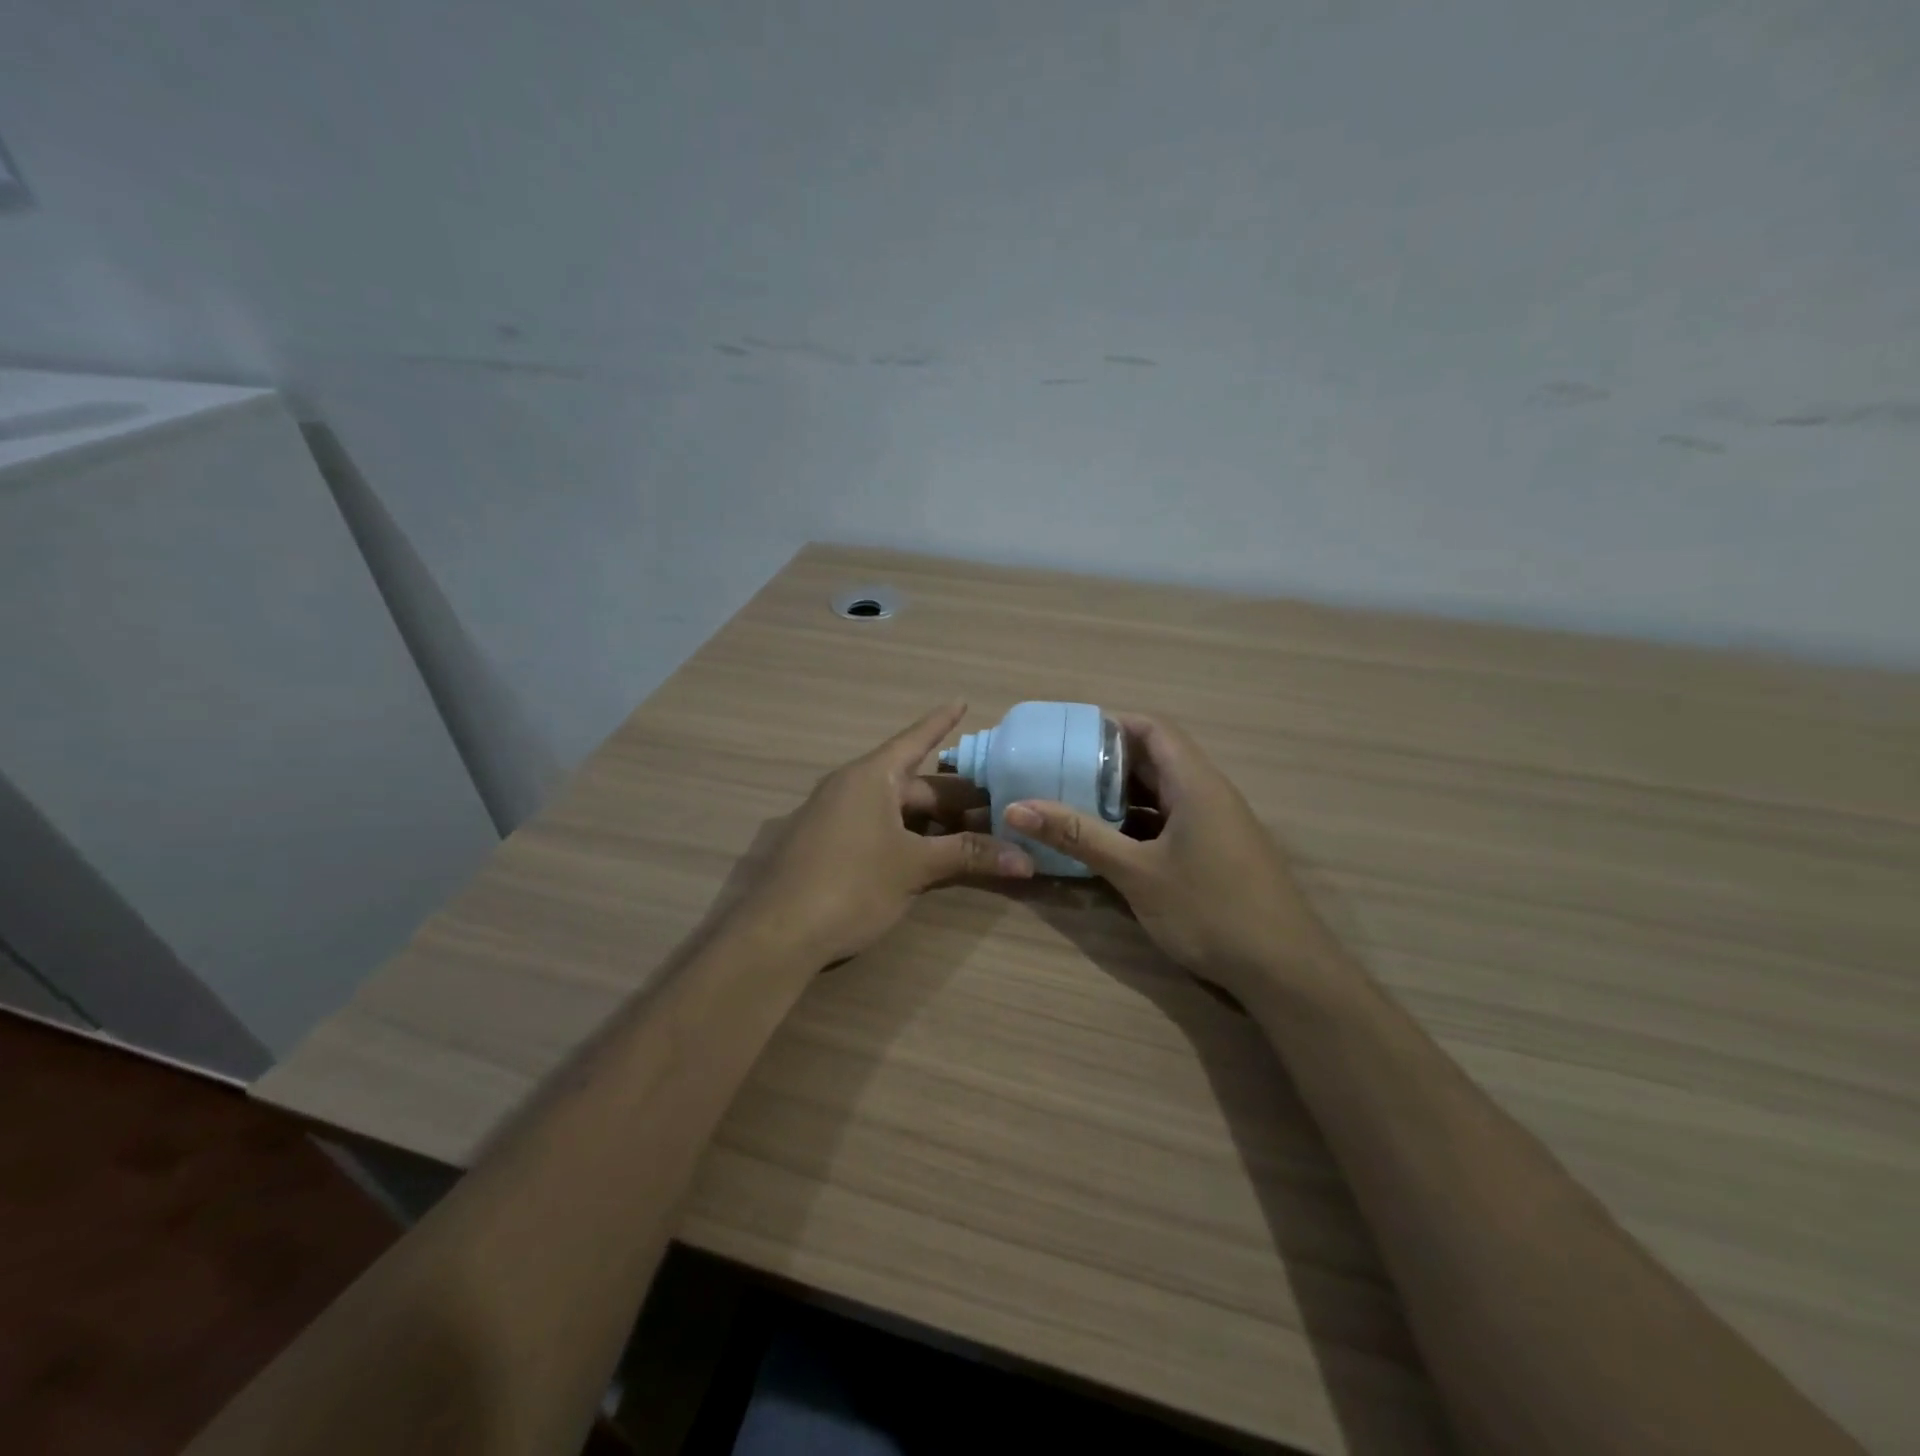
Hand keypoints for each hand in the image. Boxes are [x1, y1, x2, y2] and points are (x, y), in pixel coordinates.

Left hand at [736, 701, 1034, 966]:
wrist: (778, 936)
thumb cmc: (851, 885)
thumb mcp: (914, 868)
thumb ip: (968, 857)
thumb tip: (1027, 859)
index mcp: (869, 777)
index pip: (914, 740)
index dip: (941, 722)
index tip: (963, 701)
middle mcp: (850, 789)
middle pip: (913, 784)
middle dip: (954, 797)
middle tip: (998, 806)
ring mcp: (836, 819)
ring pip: (897, 811)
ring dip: (935, 822)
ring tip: (976, 833)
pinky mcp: (828, 848)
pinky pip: (879, 830)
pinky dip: (910, 838)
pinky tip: (933, 856)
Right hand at [1004, 714, 1332, 998]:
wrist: (1285, 971)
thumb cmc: (1210, 910)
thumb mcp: (1136, 872)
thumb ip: (1078, 836)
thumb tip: (1016, 808)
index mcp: (1195, 783)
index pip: (1153, 729)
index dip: (1111, 724)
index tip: (1066, 737)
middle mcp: (1208, 794)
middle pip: (1156, 759)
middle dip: (1106, 763)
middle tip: (1058, 772)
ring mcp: (1216, 825)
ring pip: (1161, 795)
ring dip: (1120, 797)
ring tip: (1071, 804)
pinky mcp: (1216, 853)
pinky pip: (1170, 823)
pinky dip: (1137, 825)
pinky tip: (1106, 844)